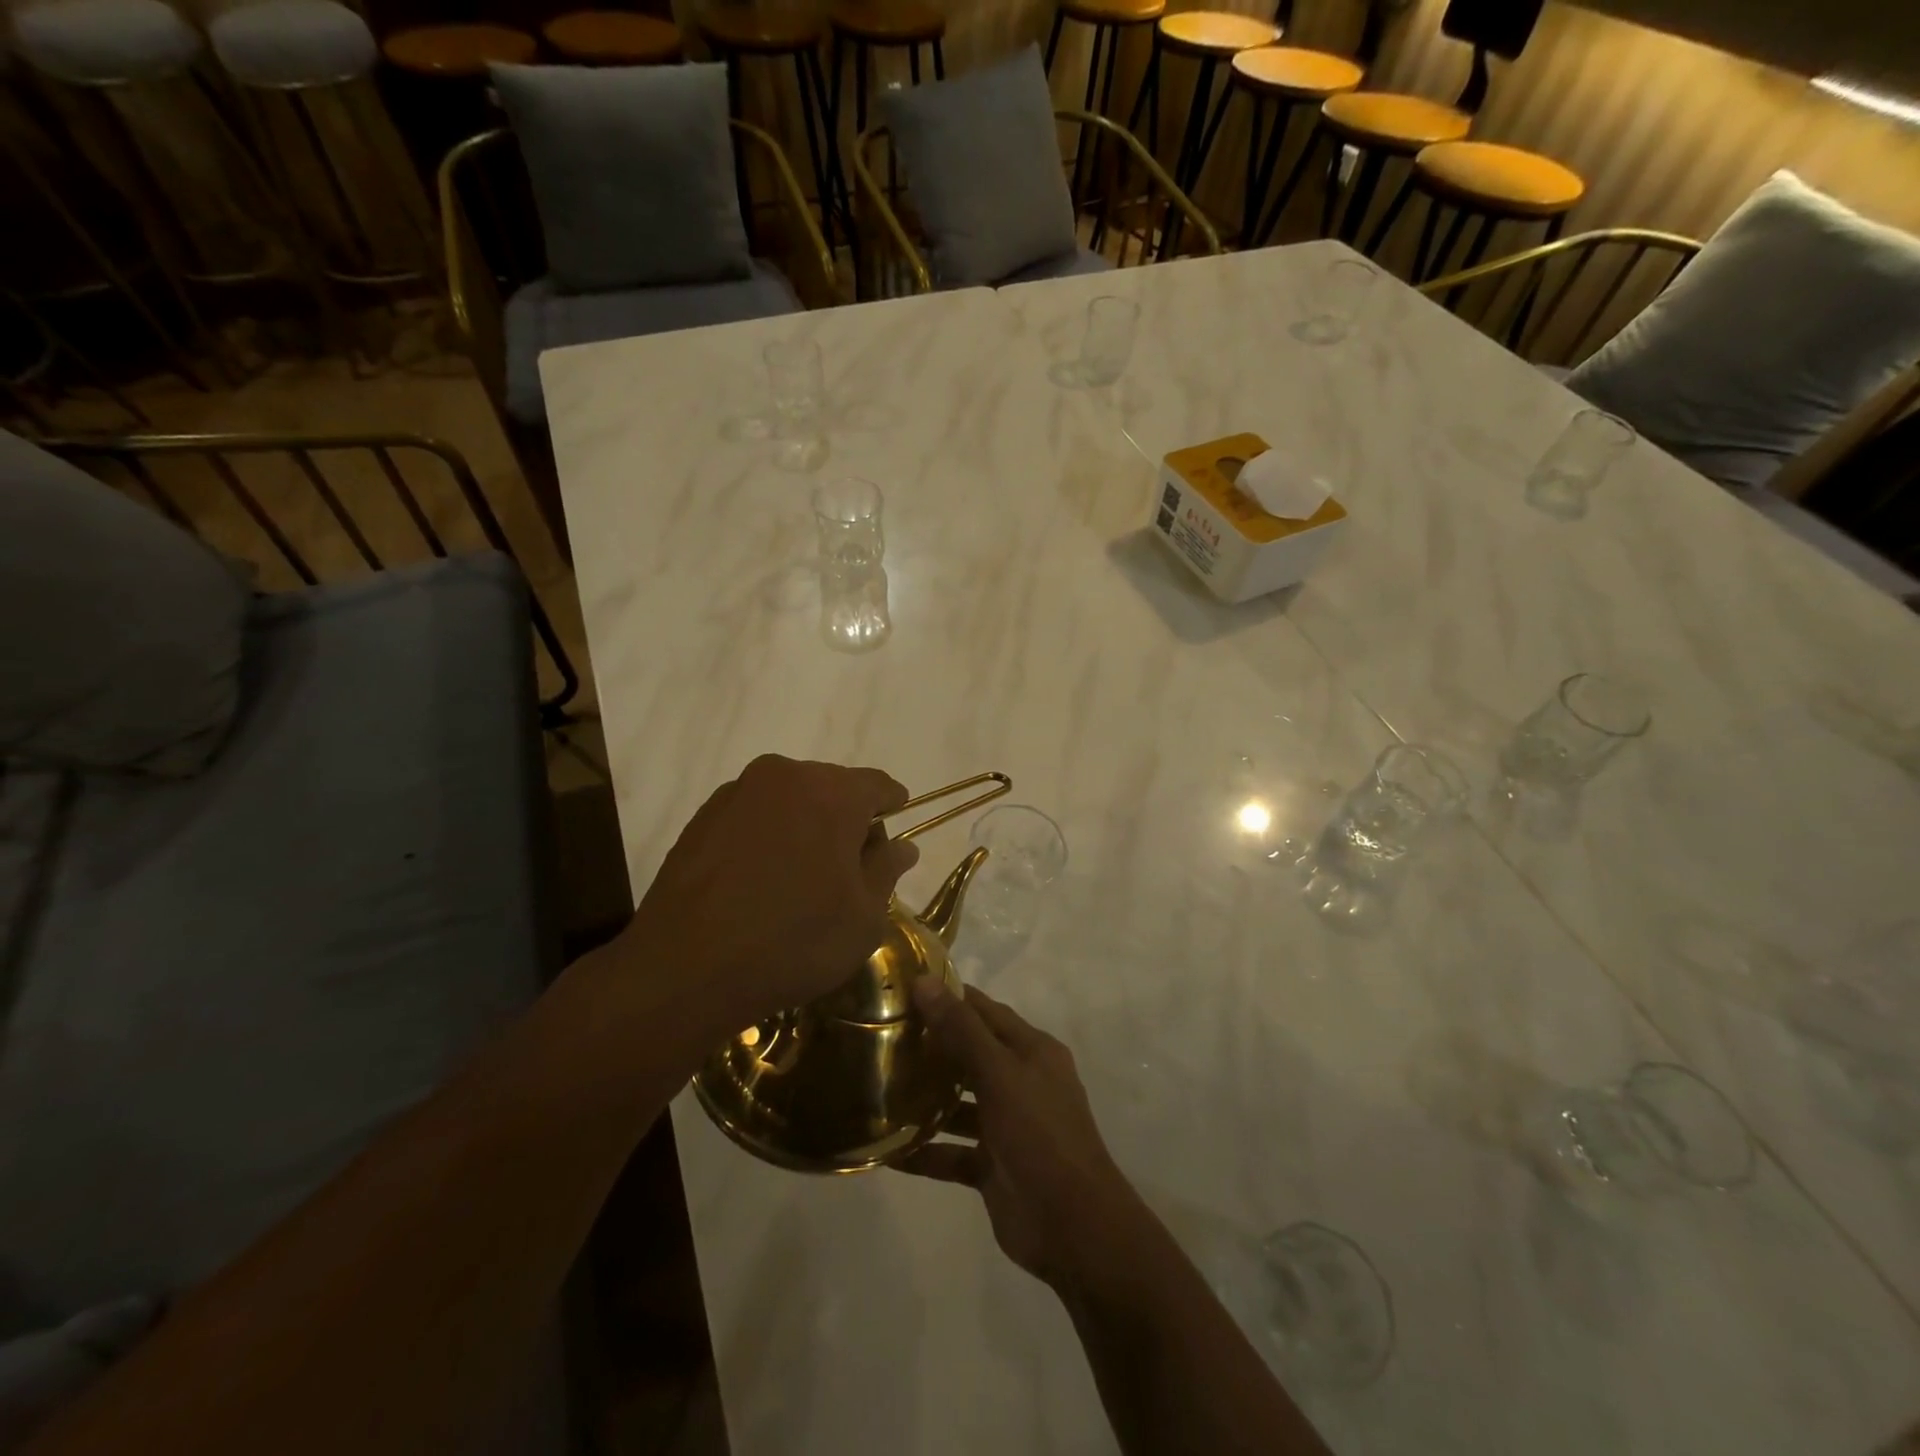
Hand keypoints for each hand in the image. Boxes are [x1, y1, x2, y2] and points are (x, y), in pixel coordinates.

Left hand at [621, 755, 919, 1030]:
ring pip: (790, 800)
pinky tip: (761, 881)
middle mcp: (784, 776)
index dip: (892, 809)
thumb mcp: (863, 917)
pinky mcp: (702, 816)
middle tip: (849, 870)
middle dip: (847, 821)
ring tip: (801, 879)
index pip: (878, 785)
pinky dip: (768, 836)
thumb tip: (902, 846)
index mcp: (832, 792)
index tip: (893, 837)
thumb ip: (886, 870)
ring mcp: (738, 792)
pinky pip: (754, 816)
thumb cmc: (794, 941)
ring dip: (805, 827)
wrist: (684, 968)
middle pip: (832, 788)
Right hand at [897, 979, 1139, 1289]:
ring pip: (959, 1104)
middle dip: (932, 1046)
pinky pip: (952, 1152)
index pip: (986, 1011)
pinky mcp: (993, 1166)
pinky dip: (925, 1151)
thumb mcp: (1000, 1073)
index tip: (906, 987)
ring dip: (926, 1099)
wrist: (1074, 1228)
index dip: (950, 997)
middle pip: (970, 1054)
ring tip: (878, 1087)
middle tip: (882, 1036)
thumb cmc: (1040, 1134)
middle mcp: (1021, 1082)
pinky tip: (888, 1151)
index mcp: (1032, 1051)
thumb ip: (962, 1030)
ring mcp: (1007, 1126)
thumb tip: (925, 981)